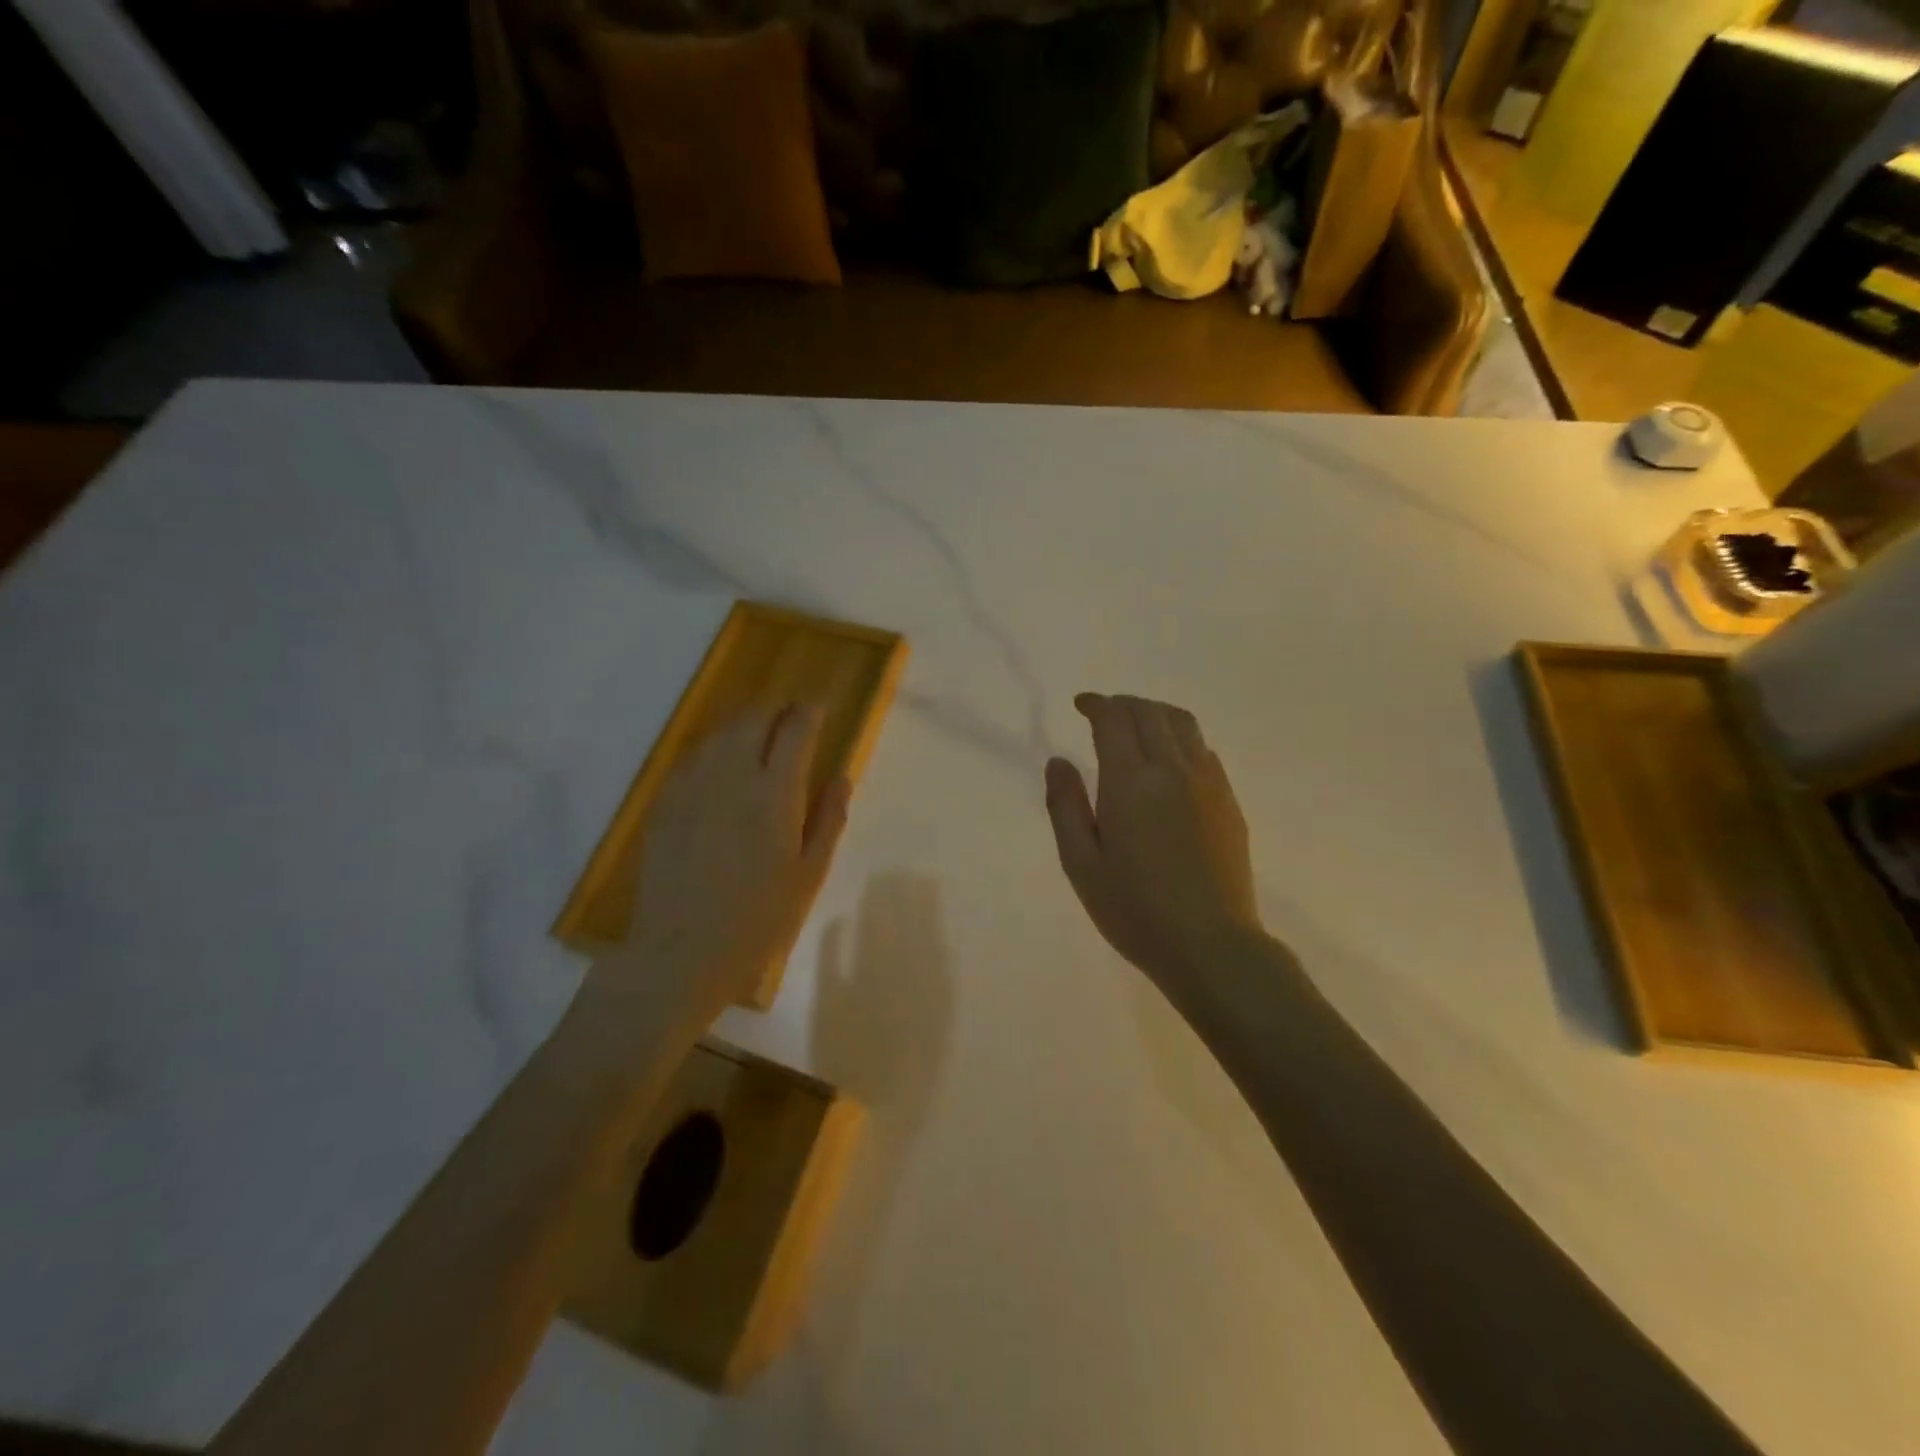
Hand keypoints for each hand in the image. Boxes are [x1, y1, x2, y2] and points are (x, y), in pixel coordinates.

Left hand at [591, 705, 850, 1029]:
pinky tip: (719, 763)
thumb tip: (841, 777)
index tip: (818, 707)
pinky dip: (714, 747)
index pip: (795, 730)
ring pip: (720, 733)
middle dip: (776, 709)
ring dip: (744, 723)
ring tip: (758, 731)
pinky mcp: (665, 803)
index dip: (809, 712)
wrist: (680, 953)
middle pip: (754, 719)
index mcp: (774, 793)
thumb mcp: (809, 874)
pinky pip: (692, 757)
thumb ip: (828, 819)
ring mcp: (692, 786)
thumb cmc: (758, 920)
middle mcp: (732, 776)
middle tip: (790, 714)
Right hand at [1045, 694, 1264, 996]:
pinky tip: (1170, 760)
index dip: (1095, 704)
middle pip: (1150, 712)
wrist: (1210, 945)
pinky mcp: (1229, 801)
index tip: (1081, 705)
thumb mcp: (1081, 864)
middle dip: (1123, 703)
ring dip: (1155, 713)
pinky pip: (1204, 749)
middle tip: (1104, 713)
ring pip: (1183, 723)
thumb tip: (1058, 761)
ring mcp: (1208, 783)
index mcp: (1131, 782)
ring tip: (1138, 726)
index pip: (1114, 719)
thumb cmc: (1134, 910)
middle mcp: (1172, 770)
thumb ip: (1065, 806)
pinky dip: (1181, 738)